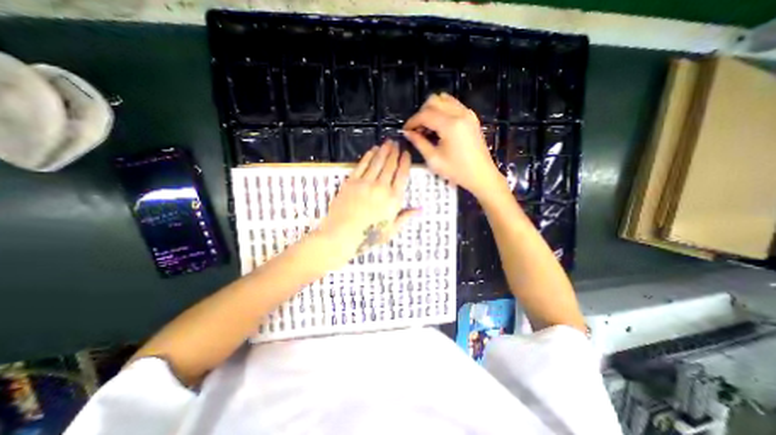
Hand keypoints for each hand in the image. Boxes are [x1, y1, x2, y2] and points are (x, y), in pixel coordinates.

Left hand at [316, 141, 418, 265]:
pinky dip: (368, 156)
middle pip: (390, 165)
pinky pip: (362, 165)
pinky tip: (372, 150)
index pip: (402, 175)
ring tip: (387, 142)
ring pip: (377, 162)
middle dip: (395, 152)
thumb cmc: (368, 236)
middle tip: (396, 143)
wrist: (341, 236)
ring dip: (383, 151)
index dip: (405, 162)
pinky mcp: (351, 182)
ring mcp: (365, 183)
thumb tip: (420, 209)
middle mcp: (381, 187)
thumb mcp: (391, 230)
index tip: (406, 153)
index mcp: (393, 199)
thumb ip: (405, 217)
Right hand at [404, 93, 505, 200]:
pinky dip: (442, 110)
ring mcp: (467, 113)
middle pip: (434, 100)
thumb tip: (408, 133)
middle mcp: (460, 113)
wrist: (481, 175)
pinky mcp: (471, 117)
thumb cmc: (457, 171)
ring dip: (432, 110)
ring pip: (444, 99)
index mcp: (450, 125)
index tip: (405, 130)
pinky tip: (439, 125)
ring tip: (427, 127)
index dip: (412, 121)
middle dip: (421, 113)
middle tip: (417, 129)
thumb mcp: (434, 159)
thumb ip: (419, 143)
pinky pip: (453, 104)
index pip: (425, 114)